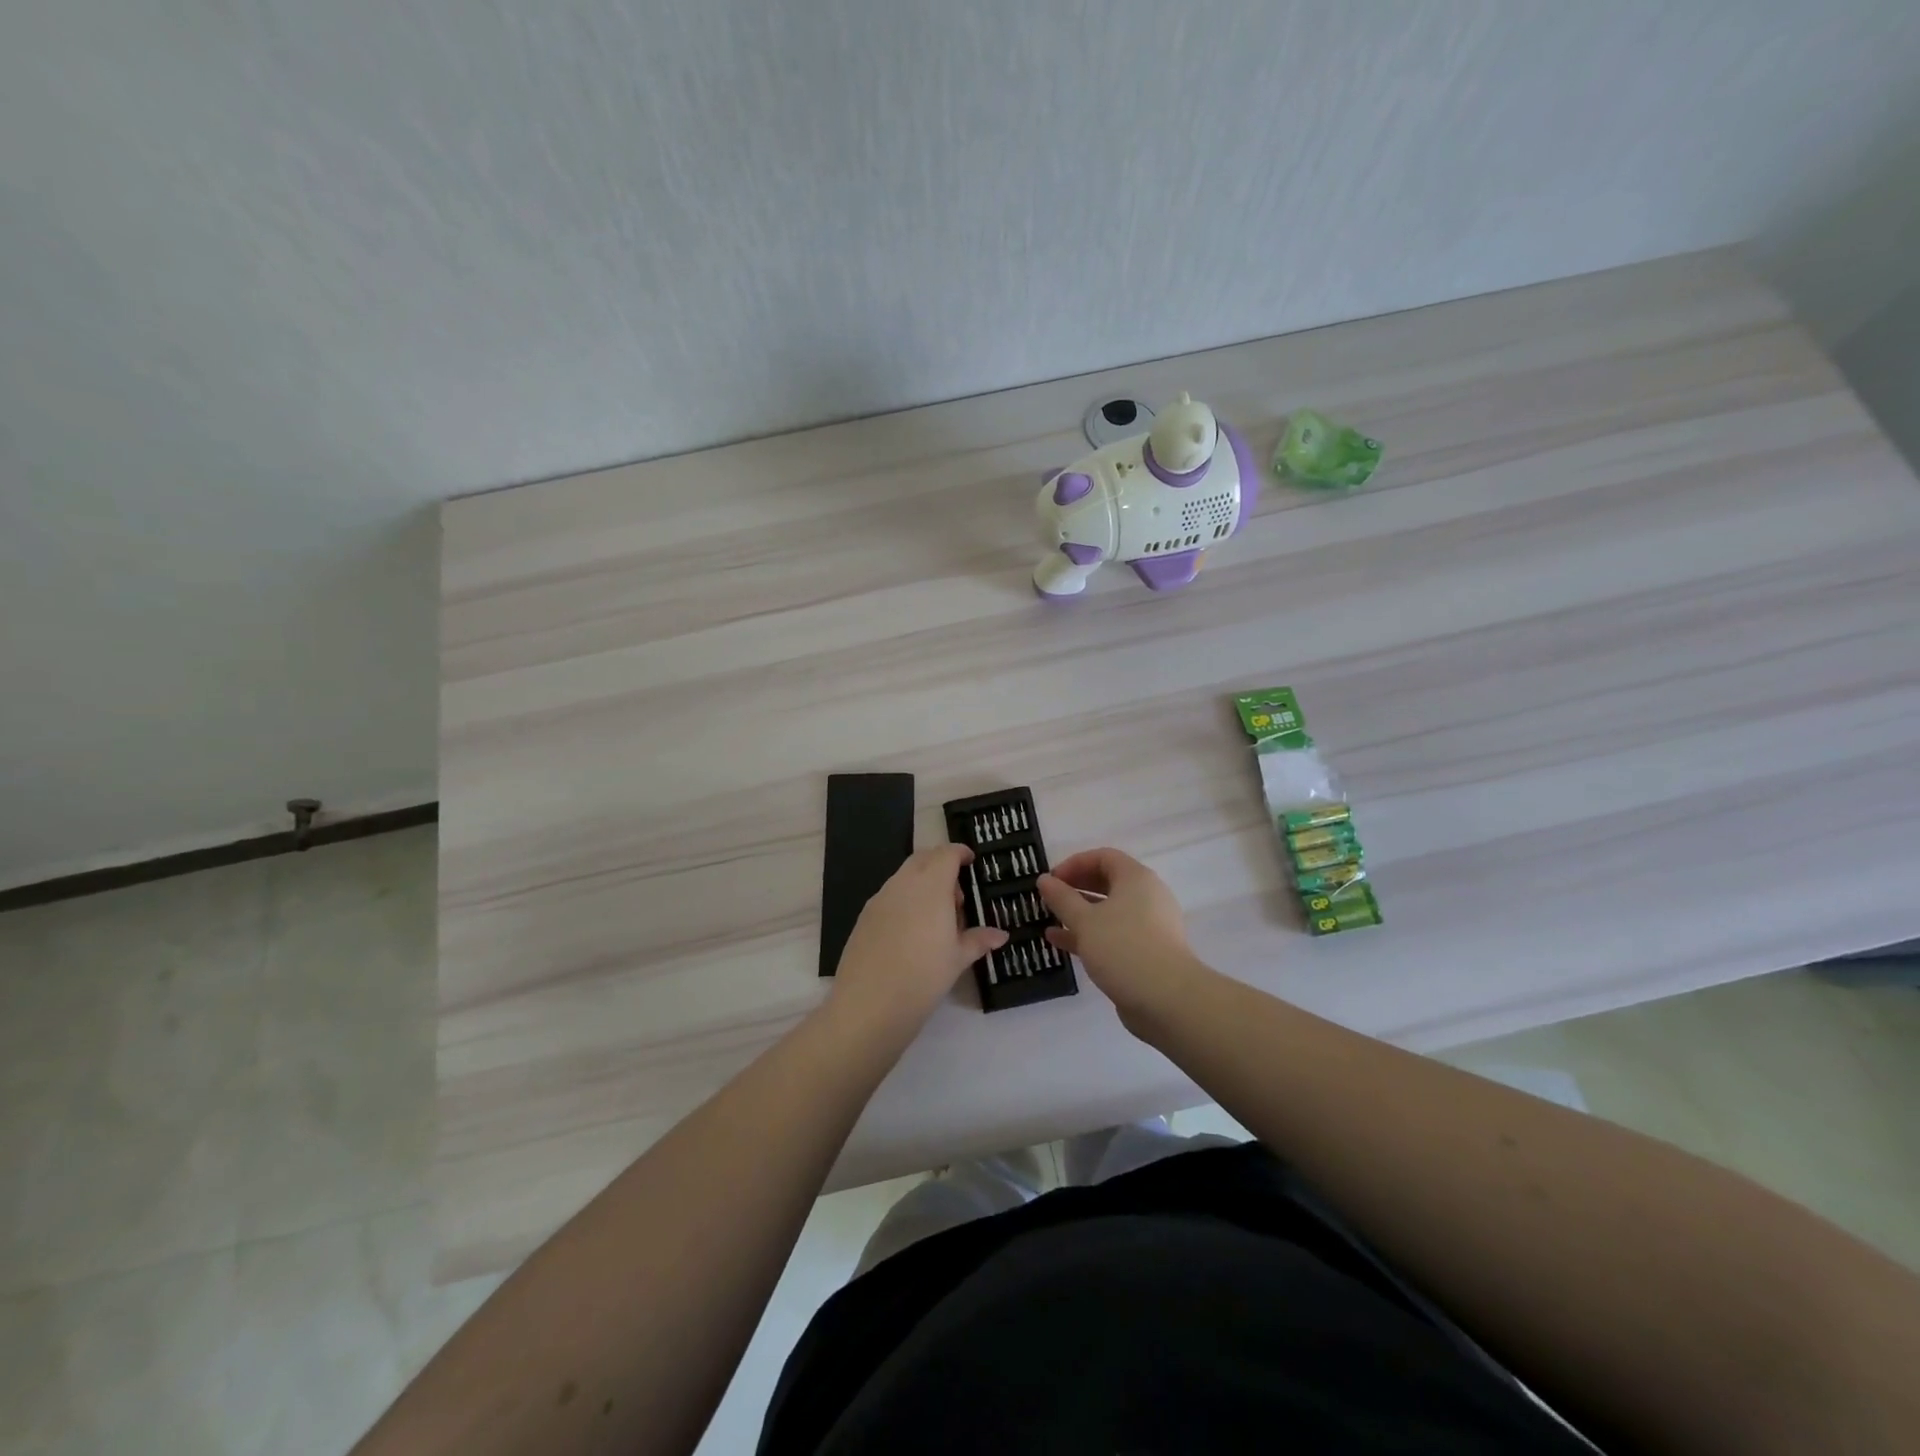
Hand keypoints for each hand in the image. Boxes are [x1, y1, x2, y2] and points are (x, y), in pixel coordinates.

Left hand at [828, 845, 1007, 1044]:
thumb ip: (978, 940)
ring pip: (904, 876)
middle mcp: (903, 883)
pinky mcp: (864, 916)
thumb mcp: (957, 959)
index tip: (971, 862)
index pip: (946, 854)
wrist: (869, 1004)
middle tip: (956, 896)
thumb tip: (1001, 935)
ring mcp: (880, 898)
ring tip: (936, 919)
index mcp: (931, 886)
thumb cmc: (924, 976)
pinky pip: (890, 895)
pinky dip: (905, 900)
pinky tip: (911, 932)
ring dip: (923, 883)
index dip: (960, 853)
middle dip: (941, 865)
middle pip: (923, 858)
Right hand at [1038, 848, 1202, 1024]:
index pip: (1103, 857)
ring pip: (1107, 911)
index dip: (1074, 864)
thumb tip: (1044, 880)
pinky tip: (1059, 942)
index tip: (1051, 880)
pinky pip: (1112, 934)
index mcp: (1136, 879)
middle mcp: (1145, 897)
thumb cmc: (1123, 948)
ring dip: (1078, 913)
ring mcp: (1147, 926)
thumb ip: (1062, 898)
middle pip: (1106, 882)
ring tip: (1049, 919)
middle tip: (1048, 899)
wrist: (1167, 1000)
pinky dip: (1088, 935)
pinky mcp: (1145, 952)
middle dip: (1075, 888)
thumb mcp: (1085, 920)